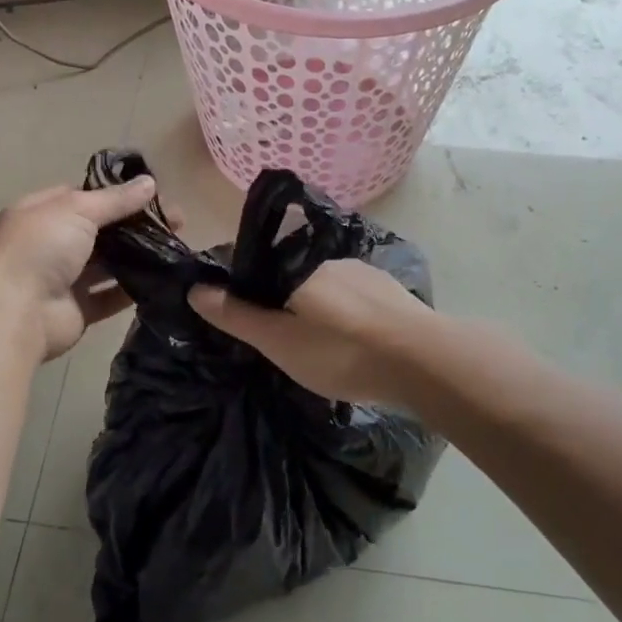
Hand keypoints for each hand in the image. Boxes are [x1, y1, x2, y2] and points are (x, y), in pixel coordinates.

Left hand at [0, 176, 166, 361]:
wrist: (15, 312)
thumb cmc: (41, 248)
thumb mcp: (78, 210)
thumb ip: (116, 199)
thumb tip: (150, 182)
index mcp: (42, 212)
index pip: (82, 196)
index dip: (116, 193)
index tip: (152, 195)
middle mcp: (51, 243)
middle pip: (100, 230)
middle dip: (135, 225)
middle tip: (177, 223)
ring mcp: (63, 278)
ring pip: (107, 263)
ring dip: (138, 256)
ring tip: (175, 248)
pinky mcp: (78, 310)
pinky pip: (110, 296)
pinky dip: (132, 289)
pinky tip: (162, 279)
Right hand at [188, 257, 434, 408]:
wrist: (425, 361)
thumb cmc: (341, 352)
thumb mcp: (279, 341)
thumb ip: (237, 315)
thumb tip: (196, 288)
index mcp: (296, 268)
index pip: (255, 265)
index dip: (241, 288)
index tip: (239, 317)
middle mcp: (327, 260)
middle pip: (289, 276)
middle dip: (280, 301)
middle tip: (282, 342)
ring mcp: (363, 272)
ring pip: (324, 288)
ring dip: (315, 308)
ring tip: (320, 347)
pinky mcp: (389, 290)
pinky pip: (353, 298)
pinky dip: (344, 315)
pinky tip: (353, 343)